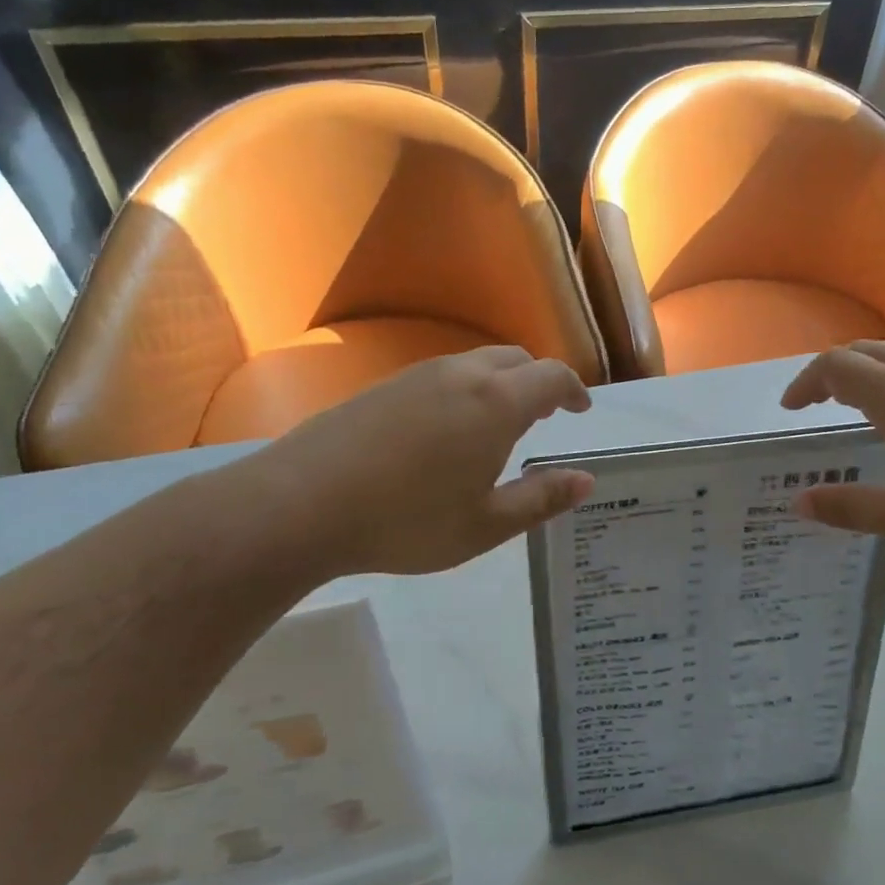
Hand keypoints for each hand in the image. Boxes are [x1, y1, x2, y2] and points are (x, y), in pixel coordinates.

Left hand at [239, 347, 594, 577]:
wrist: (299, 505)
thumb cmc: (406, 520)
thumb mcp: (486, 525)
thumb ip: (541, 499)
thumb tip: (586, 480)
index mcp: (496, 403)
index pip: (552, 377)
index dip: (574, 390)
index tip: (582, 410)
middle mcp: (461, 375)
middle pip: (515, 359)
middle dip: (539, 381)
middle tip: (545, 415)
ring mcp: (416, 376)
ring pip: (475, 364)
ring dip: (500, 384)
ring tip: (499, 423)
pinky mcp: (382, 387)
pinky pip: (441, 375)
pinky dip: (465, 390)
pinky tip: (447, 430)